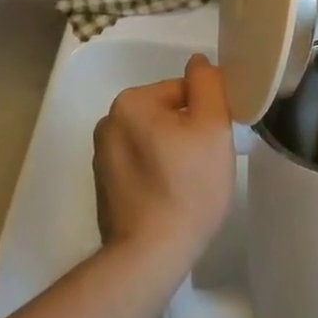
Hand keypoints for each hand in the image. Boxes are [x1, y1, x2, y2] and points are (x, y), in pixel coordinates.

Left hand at [93, 54, 235, 275]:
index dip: (206, 113)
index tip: (215, 142)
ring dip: (173, 153)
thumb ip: (208, 83)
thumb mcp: (212, 125)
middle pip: (166, 114)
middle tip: (206, 164)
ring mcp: (101, 158)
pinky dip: (156, 174)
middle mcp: (108, 124)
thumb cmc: (188, 185)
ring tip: (190, 185)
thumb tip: (198, 62)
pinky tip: (171, 198)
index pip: (182, 91)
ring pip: (153, 141)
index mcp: (130, 103)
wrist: (151, 255)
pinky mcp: (103, 188)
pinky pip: (140, 166)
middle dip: (188, 132)